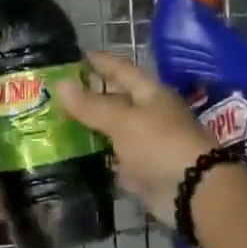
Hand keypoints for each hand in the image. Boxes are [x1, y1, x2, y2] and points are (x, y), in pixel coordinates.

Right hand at [53, 51, 214, 227]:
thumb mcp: (122, 121)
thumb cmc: (159, 145)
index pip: (121, 69)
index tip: (75, 55)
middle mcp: (149, 115)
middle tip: (55, 93)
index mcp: (150, 94)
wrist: (192, 192)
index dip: (99, 61)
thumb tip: (60, 84)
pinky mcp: (140, 171)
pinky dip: (94, 156)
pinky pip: (112, 158)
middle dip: (89, 96)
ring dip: (88, 128)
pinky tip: (71, 154)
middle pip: (115, 100)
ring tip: (55, 123)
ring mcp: (145, 144)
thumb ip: (91, 105)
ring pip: (112, 131)